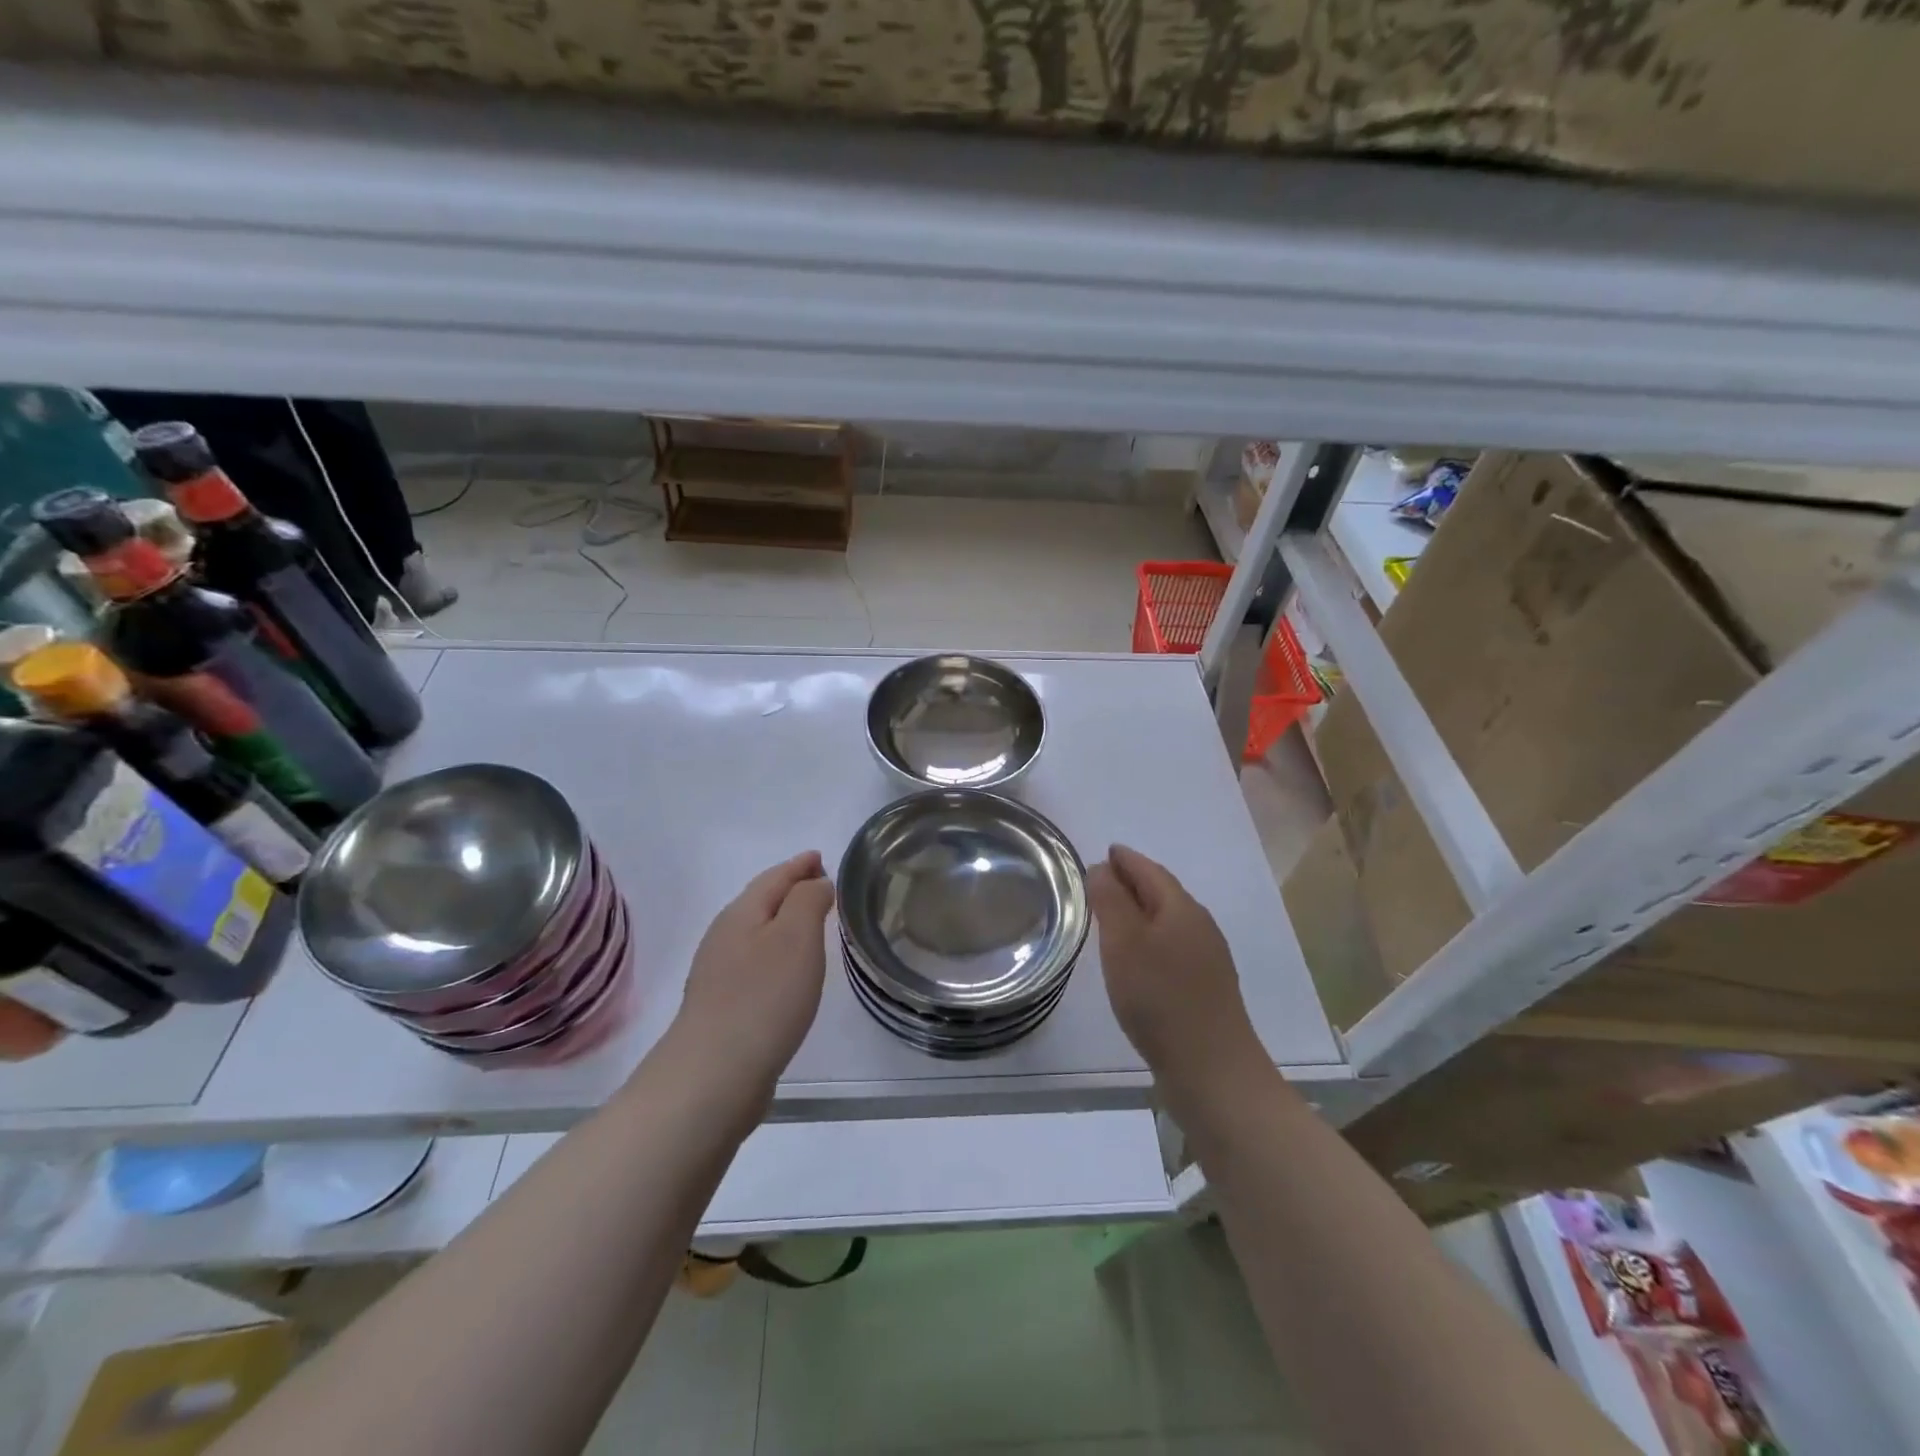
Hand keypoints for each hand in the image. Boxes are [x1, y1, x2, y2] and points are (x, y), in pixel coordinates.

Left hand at [672, 852, 834, 1099]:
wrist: (714, 1075)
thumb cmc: (764, 997)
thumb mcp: (796, 937)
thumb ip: (808, 900)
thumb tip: (816, 882)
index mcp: (742, 913)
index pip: (775, 876)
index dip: (800, 865)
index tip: (820, 857)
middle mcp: (725, 936)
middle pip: (761, 901)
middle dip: (790, 889)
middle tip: (821, 884)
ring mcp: (719, 973)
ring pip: (757, 933)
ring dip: (783, 923)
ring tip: (810, 924)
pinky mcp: (723, 1007)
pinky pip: (755, 964)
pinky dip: (777, 954)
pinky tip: (788, 973)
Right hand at [1089, 844, 1267, 1097]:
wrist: (1213, 1071)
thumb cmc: (1161, 999)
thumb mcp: (1124, 944)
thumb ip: (1110, 901)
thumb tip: (1102, 868)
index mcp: (1182, 909)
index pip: (1150, 871)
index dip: (1126, 860)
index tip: (1106, 851)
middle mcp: (1200, 927)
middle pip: (1163, 893)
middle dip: (1133, 882)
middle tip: (1102, 879)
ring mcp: (1207, 960)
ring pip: (1168, 921)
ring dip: (1141, 912)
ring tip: (1112, 916)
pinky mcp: (1206, 989)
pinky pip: (1172, 947)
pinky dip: (1150, 939)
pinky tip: (1137, 959)